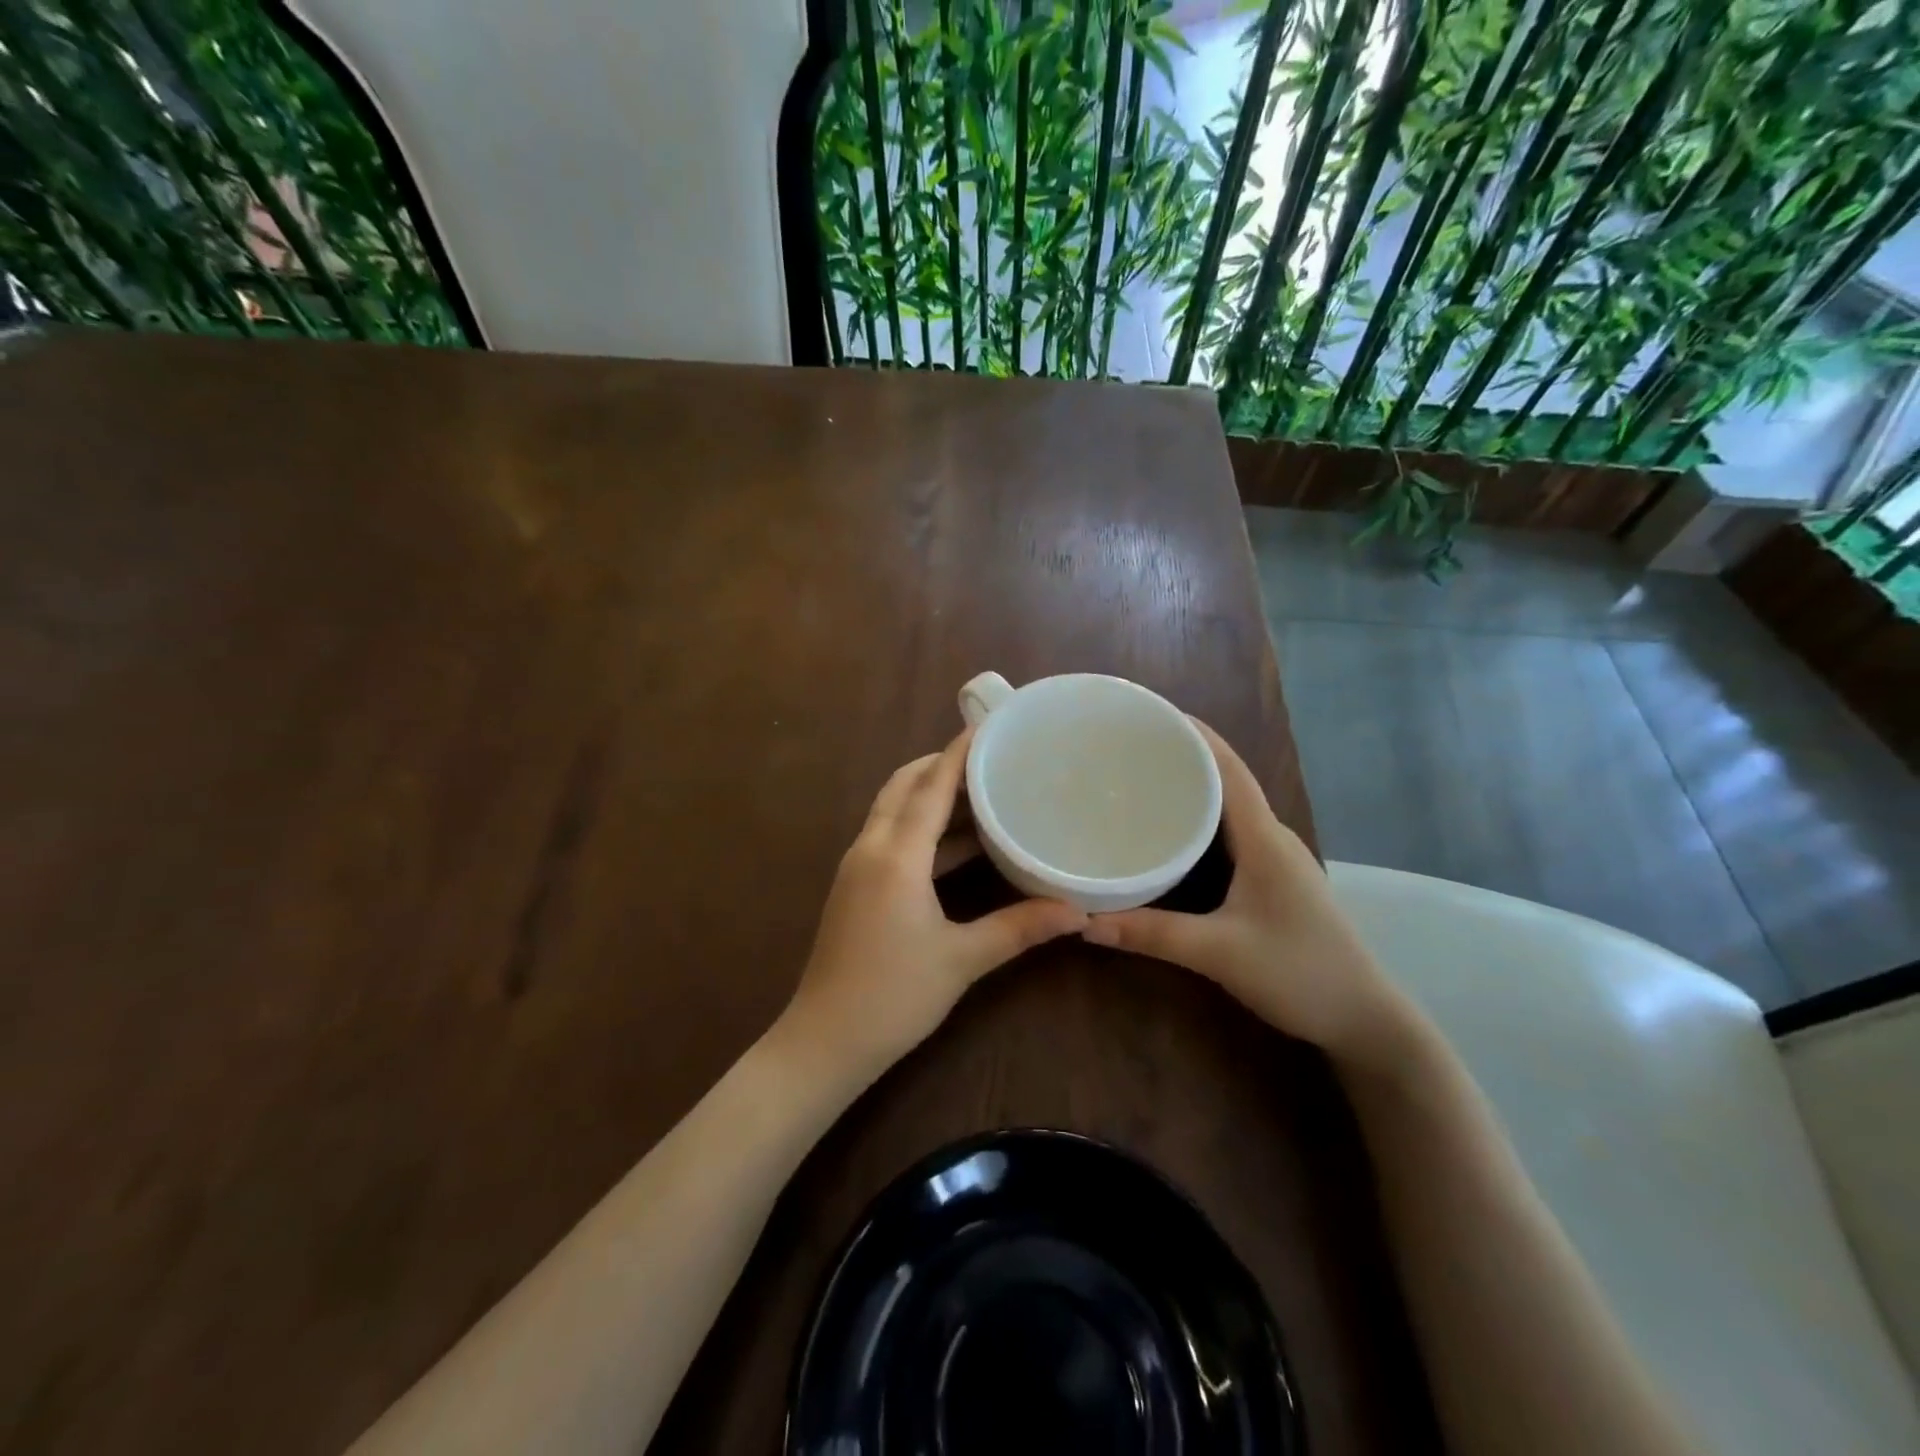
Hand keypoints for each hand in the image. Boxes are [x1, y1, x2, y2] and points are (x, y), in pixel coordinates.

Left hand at [781, 728, 1087, 1074]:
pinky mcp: (854, 886)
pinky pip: (887, 835)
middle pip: (902, 786)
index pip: (930, 787)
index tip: (985, 725)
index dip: (957, 753)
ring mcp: (856, 867)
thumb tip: (1078, 912)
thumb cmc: (894, 996)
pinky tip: (953, 842)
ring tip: (976, 789)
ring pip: (890, 809)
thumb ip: (1019, 928)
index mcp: (896, 856)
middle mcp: (870, 848)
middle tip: (984, 757)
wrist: (825, 1040)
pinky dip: (917, 824)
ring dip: (926, 793)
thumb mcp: (962, 960)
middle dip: (938, 764)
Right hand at [1083, 721, 1411, 1064]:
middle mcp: (1272, 837)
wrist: (1365, 1020)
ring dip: (1193, 787)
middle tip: (1129, 748)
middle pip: (1227, 779)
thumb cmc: (1300, 973)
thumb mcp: (1218, 953)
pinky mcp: (1274, 879)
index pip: (1228, 768)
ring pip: (1230, 807)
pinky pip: (1232, 833)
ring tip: (1142, 780)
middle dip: (1184, 755)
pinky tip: (1172, 834)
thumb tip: (1083, 921)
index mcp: (1264, 838)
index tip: (1150, 714)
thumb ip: (1151, 935)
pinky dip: (1201, 820)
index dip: (1193, 735)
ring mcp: (1277, 858)